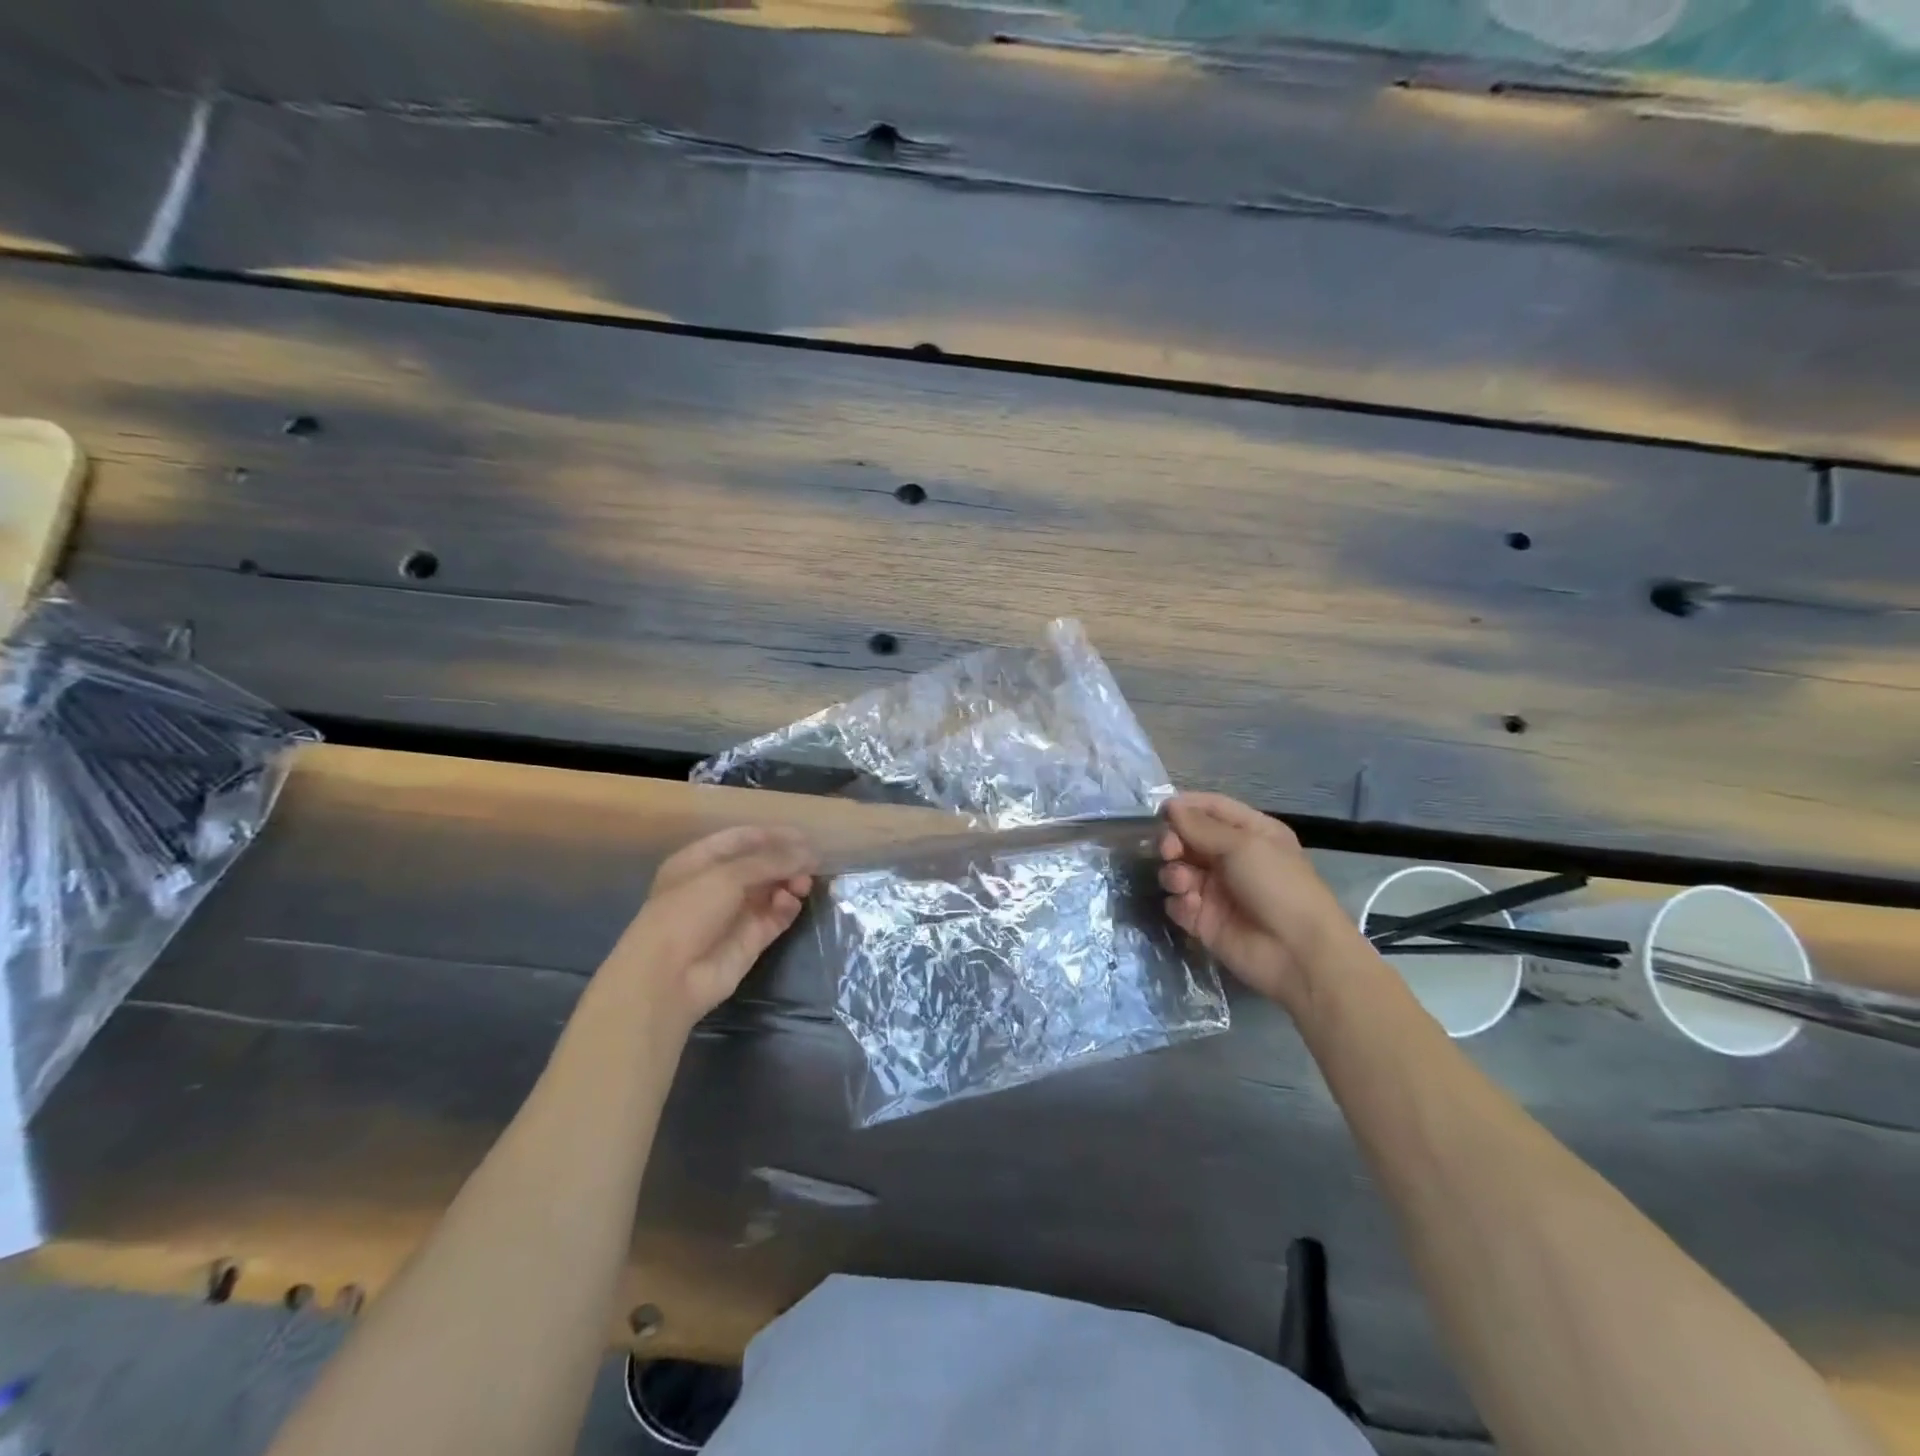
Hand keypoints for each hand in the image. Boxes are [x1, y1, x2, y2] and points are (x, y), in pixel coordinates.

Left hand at [602, 825, 817, 1031]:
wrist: (668, 978)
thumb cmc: (688, 912)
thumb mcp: (727, 876)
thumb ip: (770, 860)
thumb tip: (808, 853)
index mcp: (701, 861)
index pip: (742, 839)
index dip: (772, 835)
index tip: (804, 836)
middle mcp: (718, 885)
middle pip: (761, 865)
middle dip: (786, 861)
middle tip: (813, 863)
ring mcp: (735, 913)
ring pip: (772, 890)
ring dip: (790, 883)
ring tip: (804, 884)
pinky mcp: (751, 940)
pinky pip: (776, 916)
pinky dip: (787, 907)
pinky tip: (790, 903)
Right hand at [1158, 793, 1352, 1008]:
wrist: (1298, 953)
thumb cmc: (1277, 886)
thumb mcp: (1243, 846)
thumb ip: (1201, 826)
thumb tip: (1171, 806)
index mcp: (1250, 833)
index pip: (1212, 809)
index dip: (1185, 806)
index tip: (1159, 811)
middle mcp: (1231, 858)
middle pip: (1189, 839)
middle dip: (1174, 841)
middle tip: (1168, 850)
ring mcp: (1216, 890)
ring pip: (1179, 870)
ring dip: (1174, 872)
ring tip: (1183, 883)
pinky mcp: (1204, 920)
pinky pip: (1178, 903)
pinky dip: (1179, 902)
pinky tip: (1191, 907)